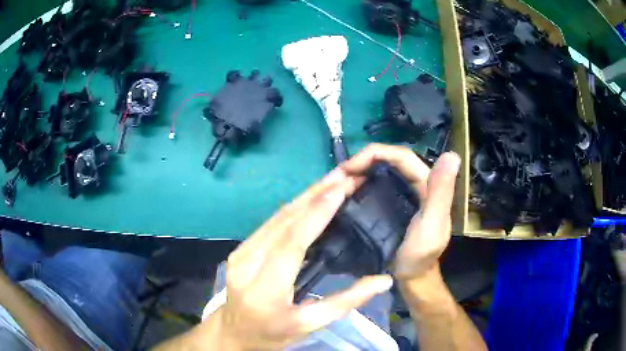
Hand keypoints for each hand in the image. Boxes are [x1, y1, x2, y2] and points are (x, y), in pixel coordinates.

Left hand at [209, 165, 393, 349]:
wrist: (234, 332)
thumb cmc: (272, 333)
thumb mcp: (309, 324)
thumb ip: (346, 302)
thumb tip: (383, 281)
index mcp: (265, 288)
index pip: (293, 241)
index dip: (318, 212)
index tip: (341, 187)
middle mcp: (247, 262)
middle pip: (283, 221)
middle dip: (316, 193)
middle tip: (345, 174)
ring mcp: (241, 252)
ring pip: (276, 216)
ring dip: (306, 195)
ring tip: (334, 180)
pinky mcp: (241, 248)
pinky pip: (271, 223)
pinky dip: (295, 207)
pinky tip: (313, 198)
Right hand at [342, 144, 460, 279]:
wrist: (410, 279)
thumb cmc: (421, 256)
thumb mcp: (432, 225)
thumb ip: (441, 193)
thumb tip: (452, 155)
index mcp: (427, 183)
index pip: (402, 156)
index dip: (375, 154)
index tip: (348, 167)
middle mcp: (414, 184)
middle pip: (387, 161)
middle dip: (362, 162)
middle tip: (337, 176)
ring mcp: (401, 194)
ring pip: (379, 173)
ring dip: (358, 174)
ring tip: (336, 184)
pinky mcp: (389, 205)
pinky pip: (373, 188)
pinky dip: (358, 187)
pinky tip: (344, 194)